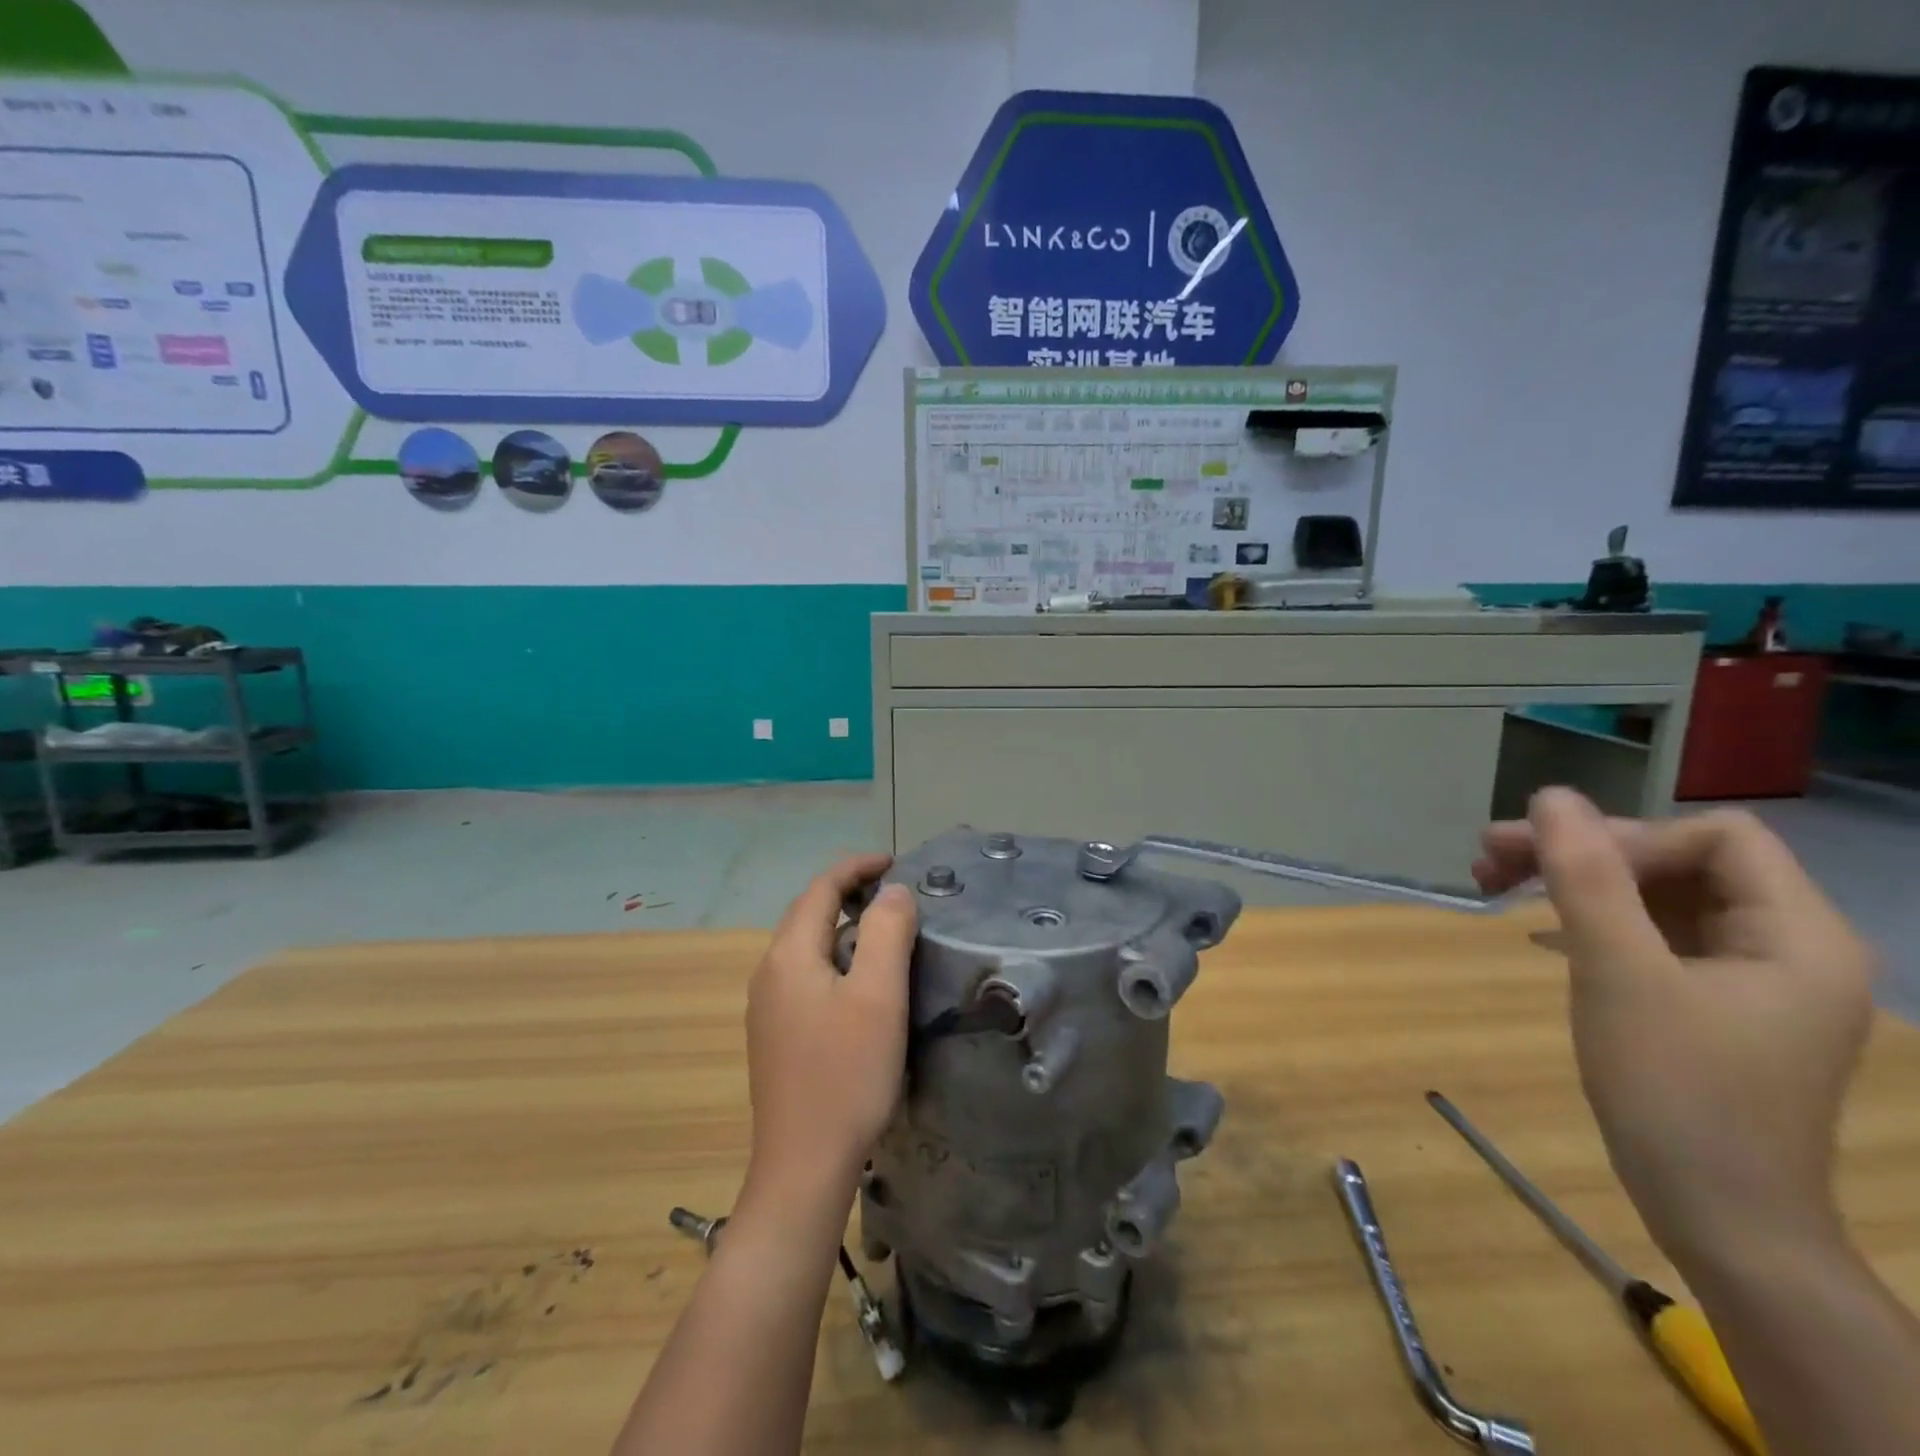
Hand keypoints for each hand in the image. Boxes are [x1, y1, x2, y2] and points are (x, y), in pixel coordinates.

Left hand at [742, 855, 917, 1201]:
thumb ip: (887, 932)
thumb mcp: (878, 996)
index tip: (894, 861)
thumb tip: (893, 890)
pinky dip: (832, 956)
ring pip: (805, 945)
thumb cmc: (846, 1075)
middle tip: (893, 892)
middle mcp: (768, 972)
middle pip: (808, 913)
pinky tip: (857, 981)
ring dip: (840, 924)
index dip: (856, 867)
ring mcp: (766, 1006)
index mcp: (789, 955)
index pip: (821, 889)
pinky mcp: (774, 1035)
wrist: (803, 1166)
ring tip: (881, 929)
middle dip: (847, 891)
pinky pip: (803, 974)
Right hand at [1474, 790, 1877, 1264]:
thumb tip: (1551, 796)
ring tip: (1493, 880)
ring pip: (1657, 894)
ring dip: (1577, 882)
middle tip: (1489, 855)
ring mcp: (1750, 977)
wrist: (1717, 1217)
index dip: (1630, 838)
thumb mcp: (1618, 973)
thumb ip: (1587, 877)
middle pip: (1679, 860)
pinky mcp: (1712, 1002)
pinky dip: (1593, 919)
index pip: (1716, 838)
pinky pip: (1652, 934)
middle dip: (1584, 853)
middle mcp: (1786, 945)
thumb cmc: (1675, 1091)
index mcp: (1798, 933)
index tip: (1554, 867)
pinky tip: (1541, 929)